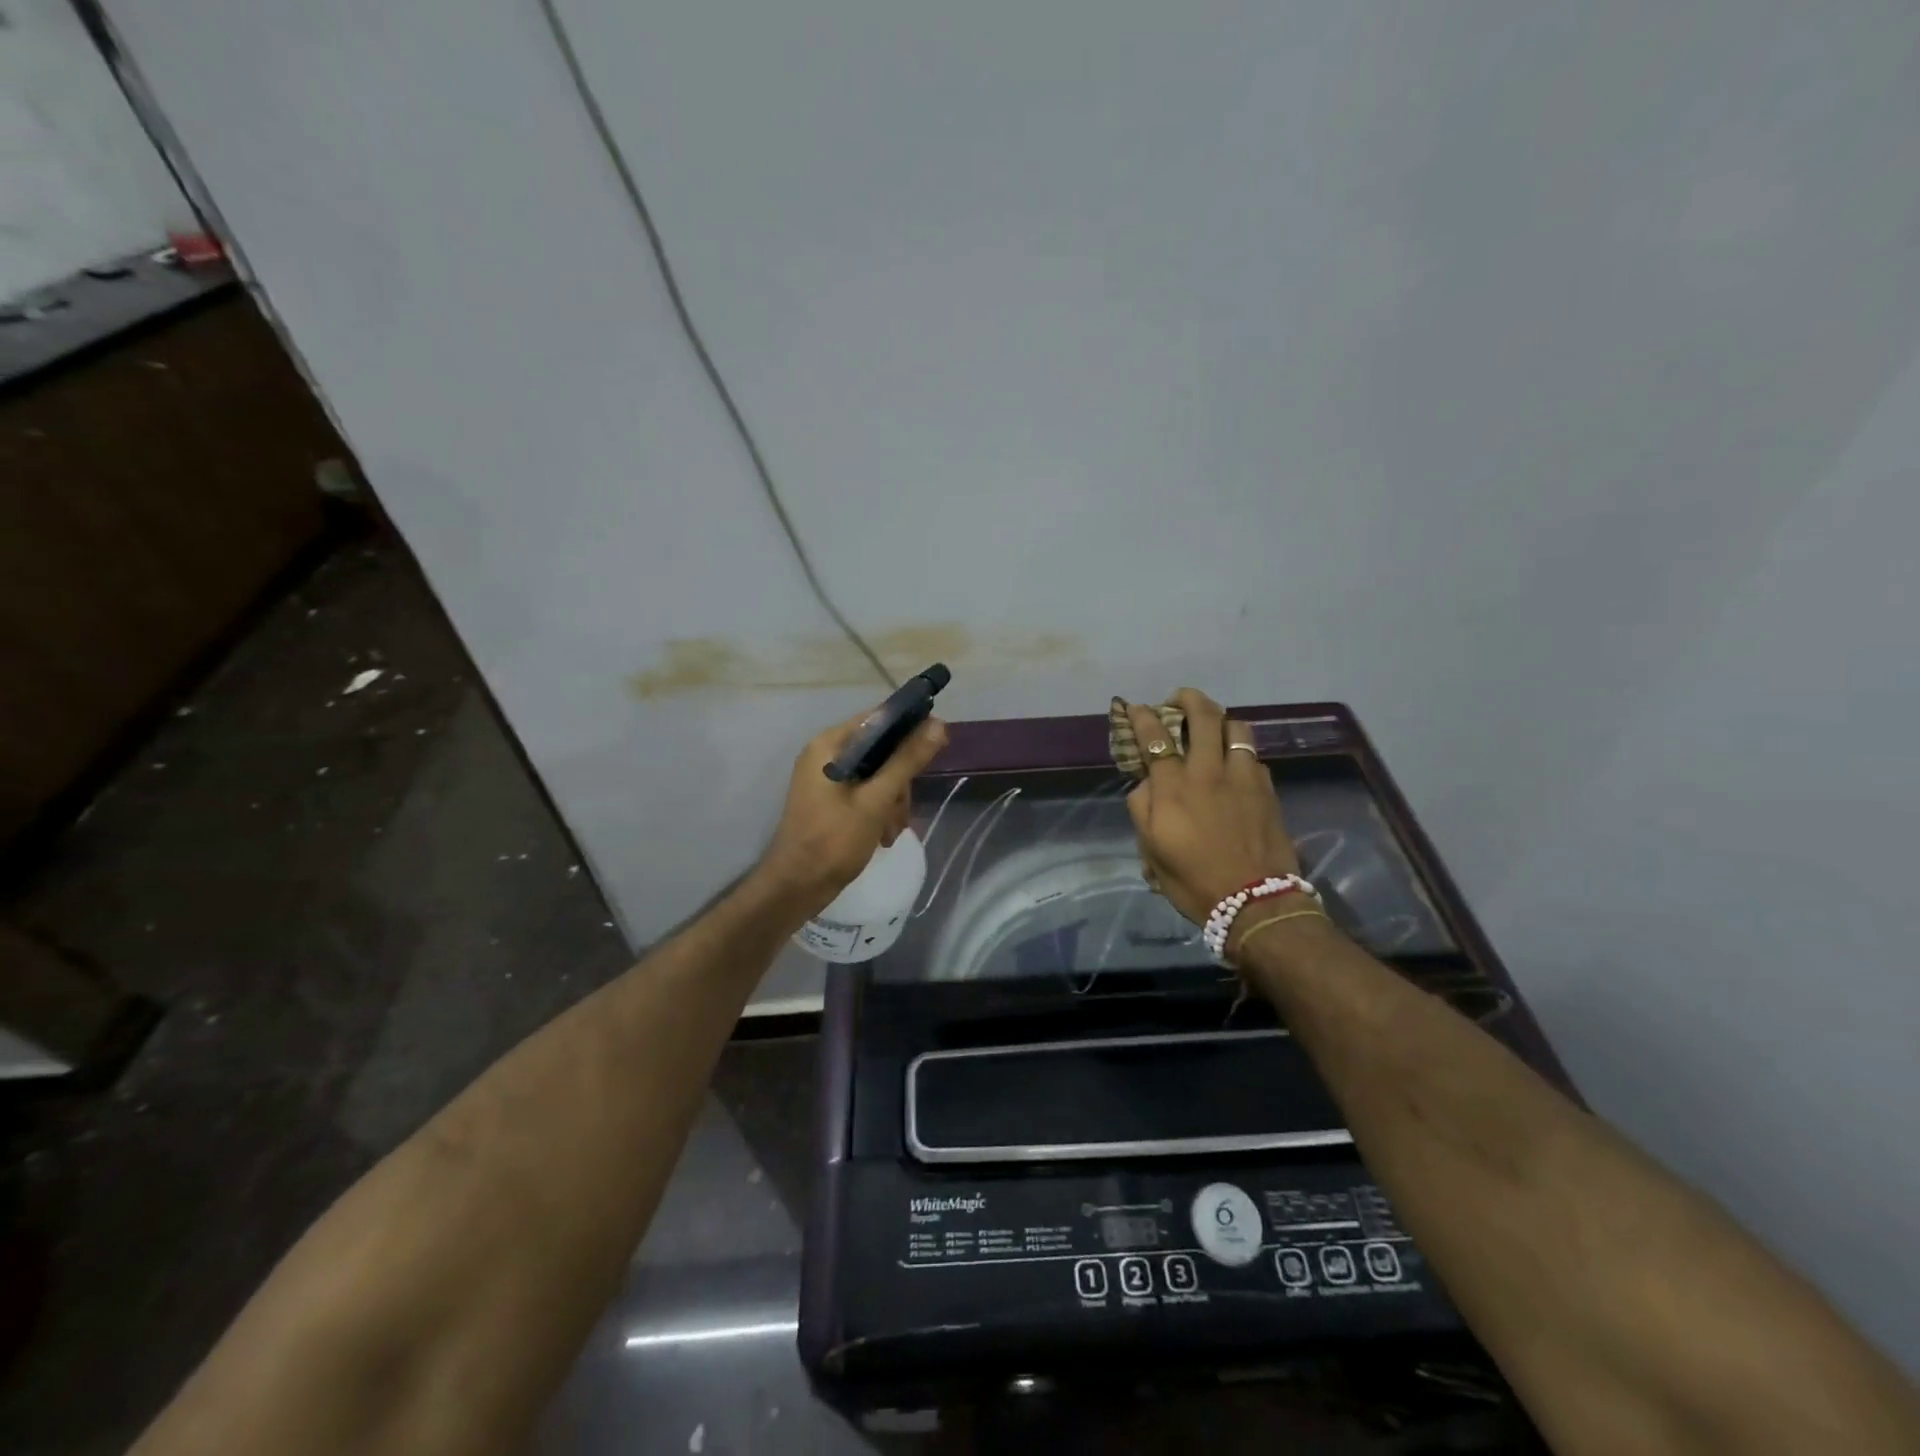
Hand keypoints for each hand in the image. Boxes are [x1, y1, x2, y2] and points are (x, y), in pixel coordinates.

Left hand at [758, 706, 949, 913]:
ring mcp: (827, 779)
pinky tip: (883, 836)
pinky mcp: (832, 800)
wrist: (797, 887)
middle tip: (901, 810)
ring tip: (891, 831)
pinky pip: (867, 792)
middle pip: (881, 750)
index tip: (937, 745)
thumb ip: (906, 761)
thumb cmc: (833, 841)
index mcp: (830, 745)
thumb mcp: (876, 800)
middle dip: (899, 780)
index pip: (878, 718)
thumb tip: (938, 725)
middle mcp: (826, 755)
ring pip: (878, 775)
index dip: (910, 727)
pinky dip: (879, 811)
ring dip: (892, 801)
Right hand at [1122, 689, 1299, 925]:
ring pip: (1236, 726)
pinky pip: (1254, 754)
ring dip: (1220, 719)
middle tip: (1178, 700)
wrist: (1255, 902)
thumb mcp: (1151, 850)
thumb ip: (1142, 809)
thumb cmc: (1194, 880)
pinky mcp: (1268, 788)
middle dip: (1187, 698)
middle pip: (1202, 715)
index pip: (1155, 736)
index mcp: (1173, 786)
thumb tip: (1147, 783)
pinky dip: (1240, 749)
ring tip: (1212, 727)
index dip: (1143, 716)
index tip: (1135, 708)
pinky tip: (1236, 763)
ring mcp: (1243, 776)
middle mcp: (1208, 771)